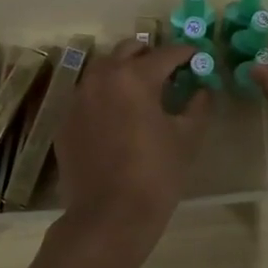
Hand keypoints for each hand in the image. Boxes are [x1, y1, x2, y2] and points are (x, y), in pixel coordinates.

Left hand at [53, 40, 209, 253]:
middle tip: (169, 71)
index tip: (198, 57)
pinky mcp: (65, 120)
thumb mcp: (187, 138)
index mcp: (134, 76)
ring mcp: (78, 98)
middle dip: (151, 55)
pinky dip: (106, 95)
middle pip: (129, 49)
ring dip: (125, 71)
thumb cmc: (156, 175)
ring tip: (142, 91)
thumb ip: (198, 105)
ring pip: (104, 69)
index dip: (186, 53)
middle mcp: (102, 77)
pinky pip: (89, 95)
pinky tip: (118, 117)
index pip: (166, 53)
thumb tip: (202, 89)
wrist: (108, 218)